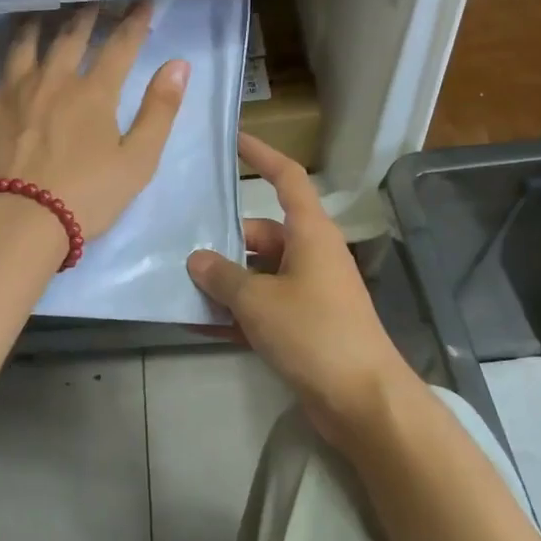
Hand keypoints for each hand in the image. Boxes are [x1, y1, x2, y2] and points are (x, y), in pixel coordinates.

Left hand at [0, 1, 187, 244]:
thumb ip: (160, 111)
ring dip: (33, 25)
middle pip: (70, 37)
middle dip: (85, 15)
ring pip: (22, 45)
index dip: (134, 21)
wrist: (19, 221)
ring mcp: (10, 91)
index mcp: (94, 92)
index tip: (143, 1)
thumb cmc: (86, 196)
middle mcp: (53, 80)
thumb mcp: (138, 160)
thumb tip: (179, 64)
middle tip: (91, 1)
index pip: (120, 46)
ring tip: (37, 14)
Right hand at [187, 133, 421, 452]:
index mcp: (311, 234)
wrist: (361, 400)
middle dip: (224, 241)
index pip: (287, 179)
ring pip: (259, 274)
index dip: (262, 155)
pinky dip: (235, 314)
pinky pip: (262, 309)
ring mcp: (309, 293)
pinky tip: (198, 324)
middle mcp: (312, 256)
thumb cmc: (314, 333)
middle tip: (179, 246)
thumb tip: (197, 259)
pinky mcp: (304, 327)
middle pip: (263, 234)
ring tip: (179, 286)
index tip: (235, 140)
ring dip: (225, 282)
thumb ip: (223, 277)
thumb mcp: (259, 301)